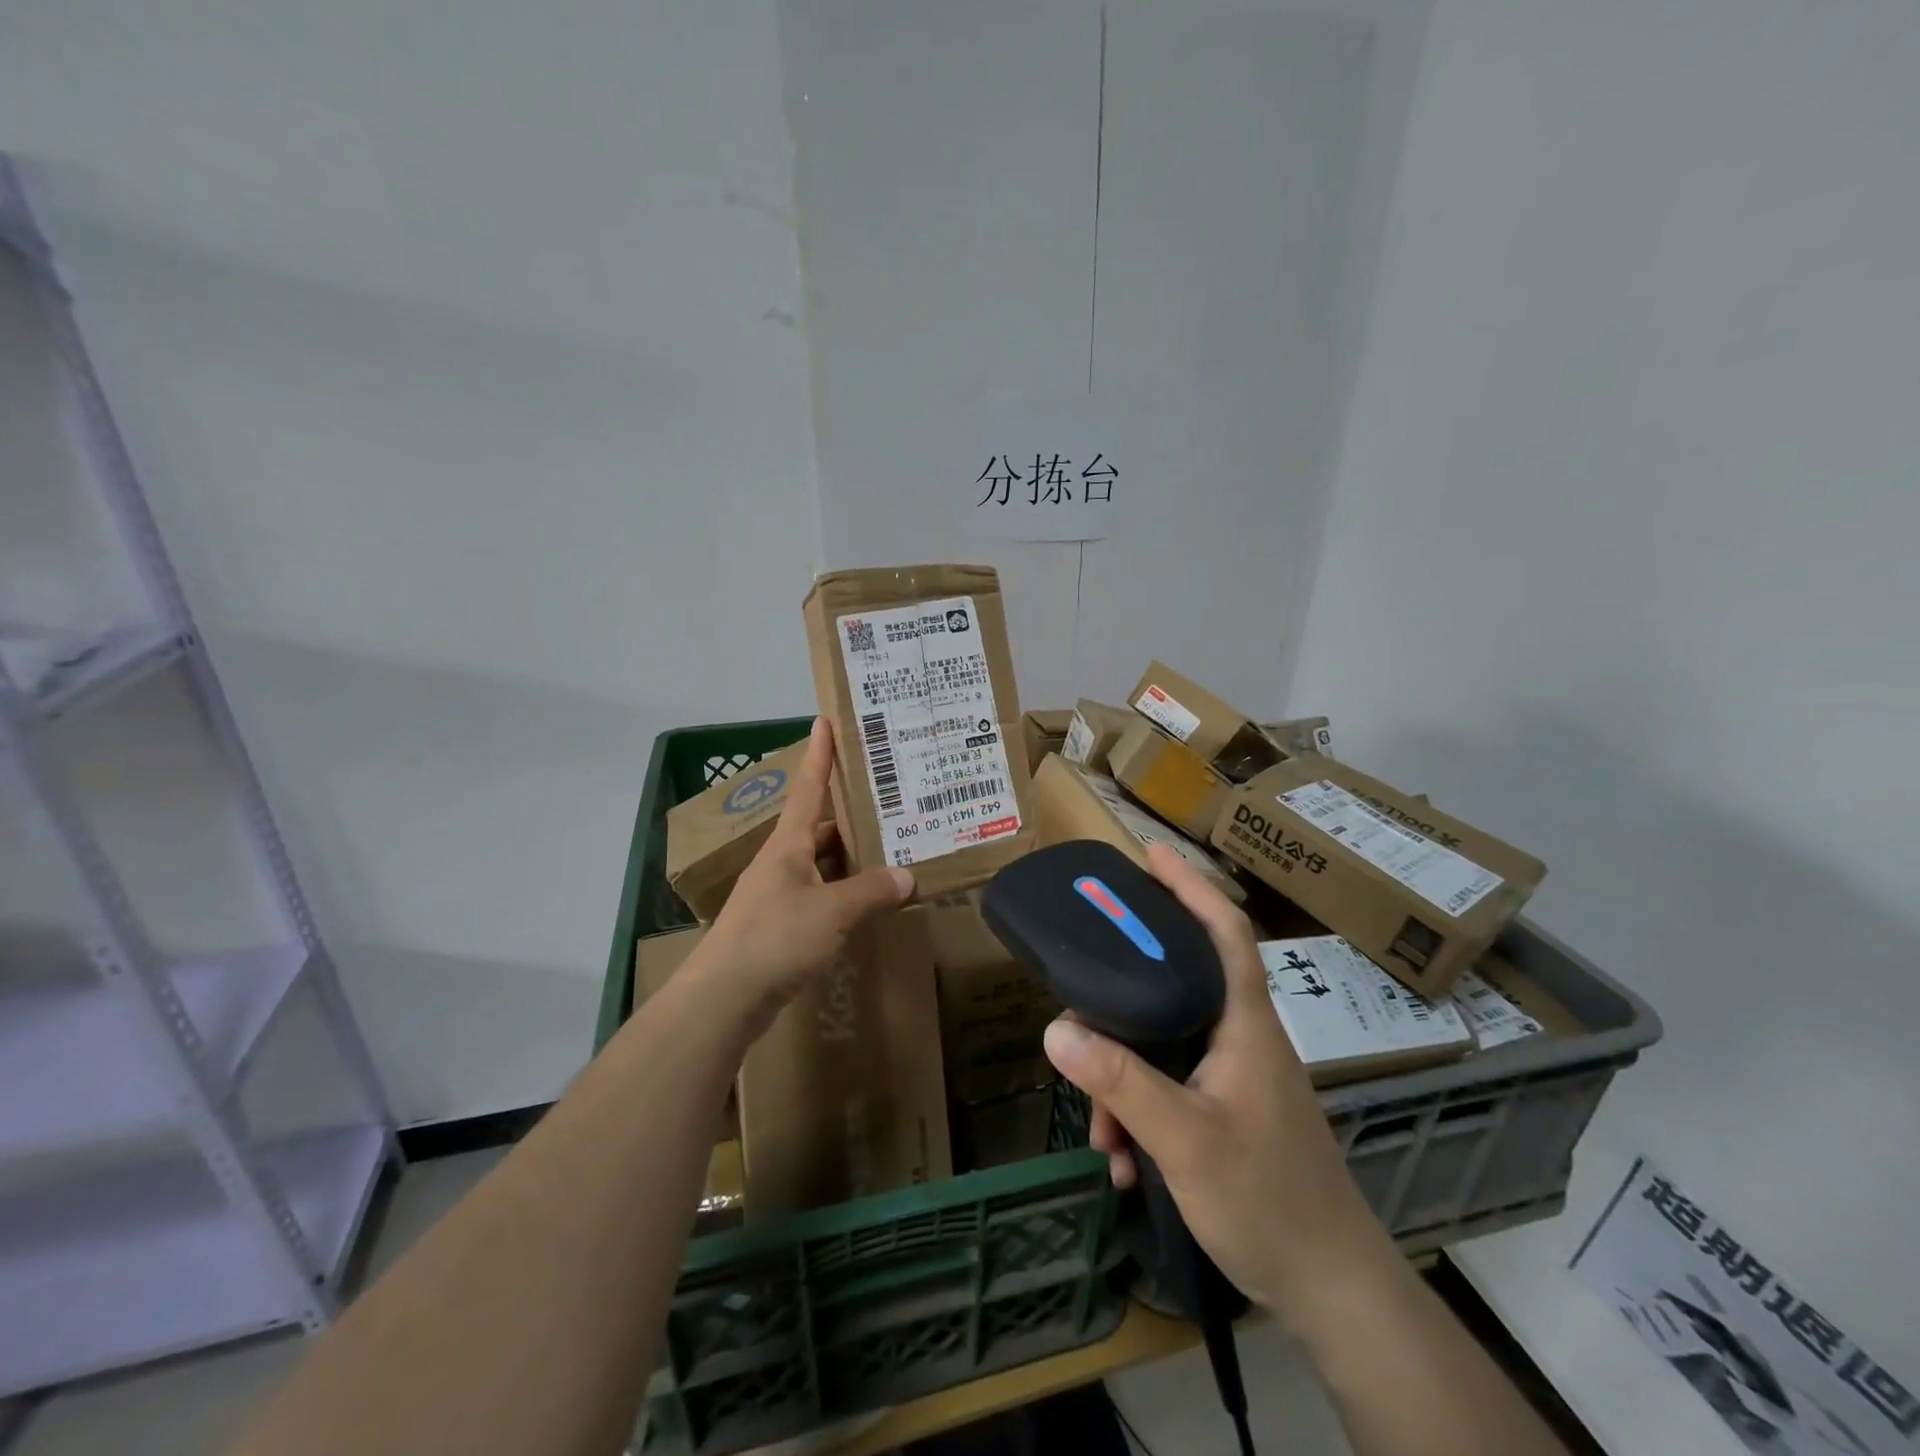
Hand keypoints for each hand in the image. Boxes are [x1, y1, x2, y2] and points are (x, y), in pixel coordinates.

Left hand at [698, 716, 914, 1022]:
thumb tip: (908, 876)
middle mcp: (782, 862)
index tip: (825, 722)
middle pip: (820, 828)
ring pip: (822, 865)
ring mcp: (778, 895)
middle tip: (890, 803)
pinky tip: (868, 903)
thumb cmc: (776, 938)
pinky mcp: (781, 926)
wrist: (723, 999)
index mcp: (788, 844)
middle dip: (851, 815)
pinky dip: (844, 894)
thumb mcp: (833, 911)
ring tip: (891, 851)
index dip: (819, 755)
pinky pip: (821, 897)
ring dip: (851, 859)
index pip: (807, 788)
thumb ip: (872, 891)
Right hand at [1041, 844, 1391, 1319]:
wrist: (1333, 1291)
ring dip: (1124, 1080)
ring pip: (1165, 1046)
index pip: (1224, 931)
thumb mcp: (1184, 1139)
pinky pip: (1170, 1088)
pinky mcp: (1229, 1111)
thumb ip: (1120, 1081)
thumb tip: (1056, 1029)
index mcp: (1244, 1022)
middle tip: (1082, 990)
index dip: (1190, 885)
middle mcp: (1241, 1037)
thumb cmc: (1269, 1200)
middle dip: (1124, 996)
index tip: (1149, 855)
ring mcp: (1236, 1076)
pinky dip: (1141, 1113)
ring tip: (1102, 1134)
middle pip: (1178, 982)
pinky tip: (1125, 1162)